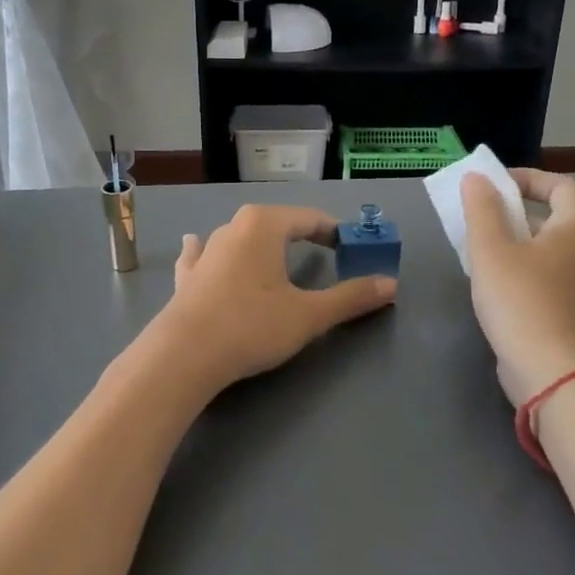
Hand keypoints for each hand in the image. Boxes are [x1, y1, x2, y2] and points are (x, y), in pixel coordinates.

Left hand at [153, 204, 395, 393]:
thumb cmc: (252, 326)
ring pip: (239, 237)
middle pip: (276, 224)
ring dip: (259, 243)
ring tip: (273, 250)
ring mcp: (205, 252)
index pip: (310, 219)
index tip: (354, 247)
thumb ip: (350, 298)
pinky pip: (202, 255)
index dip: (336, 232)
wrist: (183, 355)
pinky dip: (209, 251)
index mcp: (264, 225)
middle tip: (324, 255)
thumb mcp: (309, 315)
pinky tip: (197, 244)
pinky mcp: (186, 277)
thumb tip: (391, 285)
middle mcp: (233, 228)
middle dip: (301, 236)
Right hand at [461, 170, 574, 403]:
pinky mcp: (572, 305)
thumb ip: (481, 208)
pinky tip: (492, 280)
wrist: (553, 372)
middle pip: (553, 213)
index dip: (523, 178)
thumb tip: (476, 178)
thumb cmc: (522, 301)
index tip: (488, 186)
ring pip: (546, 244)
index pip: (557, 183)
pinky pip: (545, 270)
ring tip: (477, 246)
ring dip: (513, 239)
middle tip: (478, 215)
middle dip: (513, 209)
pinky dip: (521, 265)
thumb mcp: (491, 249)